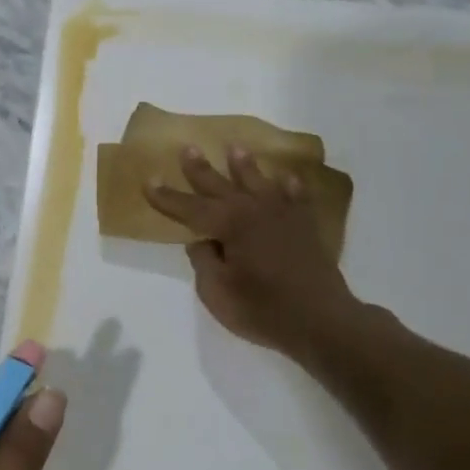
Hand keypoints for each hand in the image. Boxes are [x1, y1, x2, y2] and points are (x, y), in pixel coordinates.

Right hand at [145, 145, 365, 365]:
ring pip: (259, 183)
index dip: (167, 197)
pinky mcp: (306, 227)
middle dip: (201, 169)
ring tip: (235, 148)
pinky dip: (290, 186)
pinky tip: (286, 179)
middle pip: (222, 185)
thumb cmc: (262, 309)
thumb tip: (202, 241)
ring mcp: (284, 215)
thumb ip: (204, 261)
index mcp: (229, 224)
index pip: (190, 208)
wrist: (321, 320)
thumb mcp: (216, 292)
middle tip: (188, 149)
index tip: (148, 181)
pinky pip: (296, 197)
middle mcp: (255, 210)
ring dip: (244, 166)